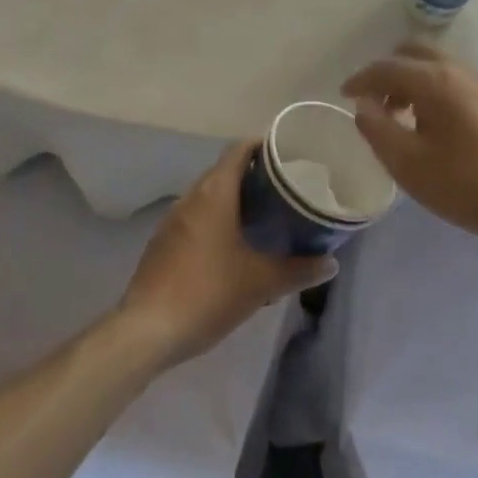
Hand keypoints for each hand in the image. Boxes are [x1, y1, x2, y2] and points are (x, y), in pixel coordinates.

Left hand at [117, 143, 336, 367]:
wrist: (146, 331)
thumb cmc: (208, 294)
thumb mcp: (260, 283)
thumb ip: (298, 271)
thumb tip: (331, 264)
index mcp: (214, 194)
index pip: (238, 150)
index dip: (262, 146)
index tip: (286, 154)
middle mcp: (191, 198)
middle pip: (223, 170)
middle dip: (252, 174)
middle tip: (283, 187)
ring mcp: (171, 220)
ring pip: (207, 195)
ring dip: (232, 198)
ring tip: (262, 214)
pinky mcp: (162, 243)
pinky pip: (194, 217)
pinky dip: (214, 219)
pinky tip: (231, 244)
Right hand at [343, 42, 477, 251]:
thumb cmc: (461, 185)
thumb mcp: (406, 162)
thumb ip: (377, 128)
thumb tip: (363, 105)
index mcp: (435, 80)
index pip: (387, 67)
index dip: (361, 79)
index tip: (344, 95)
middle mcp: (458, 70)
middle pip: (414, 52)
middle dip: (388, 71)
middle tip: (374, 102)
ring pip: (435, 64)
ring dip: (410, 80)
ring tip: (399, 116)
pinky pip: (452, 79)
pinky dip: (431, 88)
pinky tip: (430, 124)